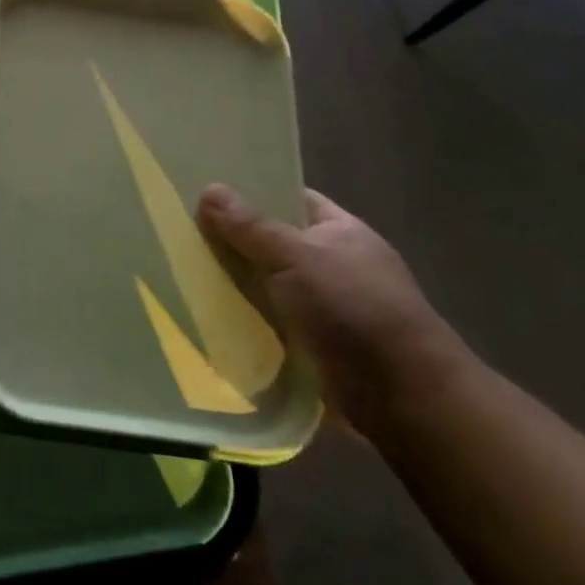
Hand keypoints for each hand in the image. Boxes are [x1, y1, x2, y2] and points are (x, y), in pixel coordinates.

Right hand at [197, 185, 469, 438]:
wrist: (402, 395)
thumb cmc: (353, 308)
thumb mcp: (296, 257)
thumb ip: (250, 226)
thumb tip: (208, 188)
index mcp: (341, 231)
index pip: (291, 199)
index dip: (253, 192)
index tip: (208, 192)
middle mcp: (335, 265)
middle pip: (273, 243)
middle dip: (233, 241)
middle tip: (181, 233)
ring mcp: (326, 307)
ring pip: (267, 285)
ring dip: (235, 285)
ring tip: (181, 273)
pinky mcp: (314, 346)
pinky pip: (269, 323)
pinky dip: (244, 321)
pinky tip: (206, 317)